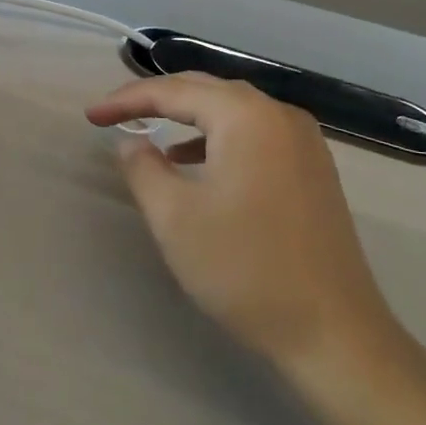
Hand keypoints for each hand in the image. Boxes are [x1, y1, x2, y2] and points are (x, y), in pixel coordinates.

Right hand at [86, 73, 413, 408]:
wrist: (334, 333)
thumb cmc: (245, 269)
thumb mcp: (175, 217)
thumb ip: (143, 169)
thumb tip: (131, 143)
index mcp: (247, 117)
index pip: (174, 92)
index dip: (126, 100)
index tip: (90, 116)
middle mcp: (280, 116)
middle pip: (206, 91)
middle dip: (156, 99)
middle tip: (114, 114)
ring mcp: (304, 142)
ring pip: (232, 111)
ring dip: (188, 116)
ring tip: (149, 132)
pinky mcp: (313, 170)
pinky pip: (254, 134)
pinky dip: (217, 137)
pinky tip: (196, 163)